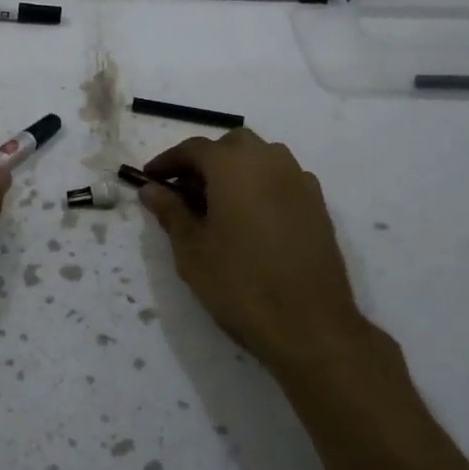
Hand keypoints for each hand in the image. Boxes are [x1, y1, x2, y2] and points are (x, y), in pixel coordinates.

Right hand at [140, 129, 364, 373]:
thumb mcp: (192, 249)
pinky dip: (262, 186)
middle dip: (206, 161)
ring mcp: (298, 180)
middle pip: (231, 145)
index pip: (193, 148)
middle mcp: (269, 160)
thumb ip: (170, 211)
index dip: (168, 161)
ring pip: (261, 158)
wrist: (309, 324)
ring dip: (237, 170)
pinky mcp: (318, 204)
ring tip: (218, 204)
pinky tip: (253, 218)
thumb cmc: (239, 282)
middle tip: (185, 191)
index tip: (150, 178)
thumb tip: (151, 189)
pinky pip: (283, 179)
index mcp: (233, 164)